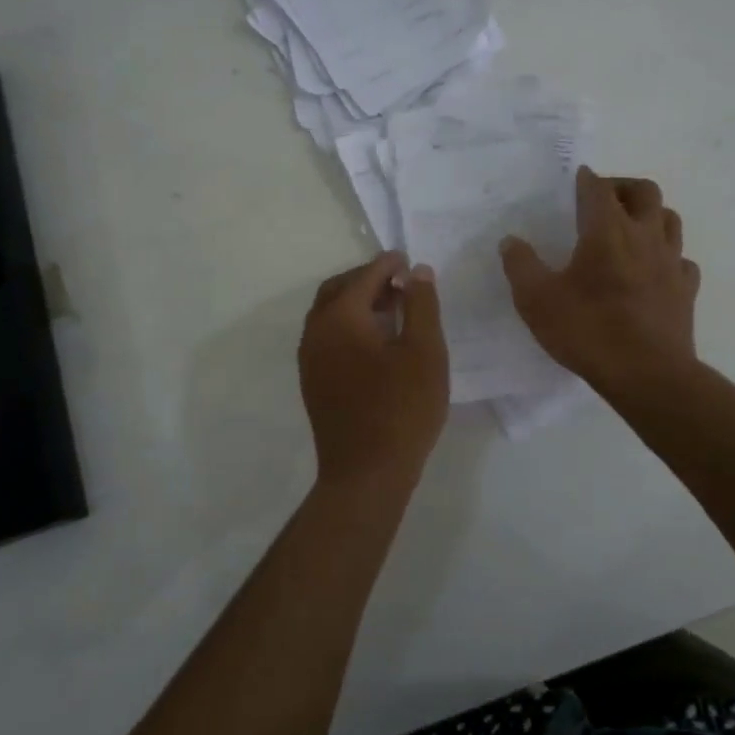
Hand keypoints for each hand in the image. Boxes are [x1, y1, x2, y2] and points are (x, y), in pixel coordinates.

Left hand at [299, 251, 448, 493]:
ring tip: (393, 309)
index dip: (388, 264)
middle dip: (368, 279)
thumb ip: (421, 304)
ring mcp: (310, 357)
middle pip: (339, 289)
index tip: (408, 260)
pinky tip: (376, 341)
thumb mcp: (425, 351)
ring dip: (357, 302)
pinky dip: (349, 324)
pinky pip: (327, 335)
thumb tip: (416, 271)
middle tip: (400, 283)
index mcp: (341, 317)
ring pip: (329, 313)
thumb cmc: (403, 409)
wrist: (367, 473)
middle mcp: (316, 330)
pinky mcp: (312, 380)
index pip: (365, 276)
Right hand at [500, 167, 700, 394]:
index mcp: (607, 231)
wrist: (648, 375)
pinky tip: (654, 270)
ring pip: (669, 219)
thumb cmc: (588, 331)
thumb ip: (521, 266)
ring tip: (630, 229)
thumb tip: (510, 241)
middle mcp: (644, 236)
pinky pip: (682, 260)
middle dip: (623, 187)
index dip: (585, 179)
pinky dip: (668, 256)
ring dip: (650, 215)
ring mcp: (671, 262)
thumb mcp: (537, 301)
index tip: (576, 180)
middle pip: (644, 191)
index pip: (598, 188)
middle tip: (603, 200)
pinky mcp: (686, 289)